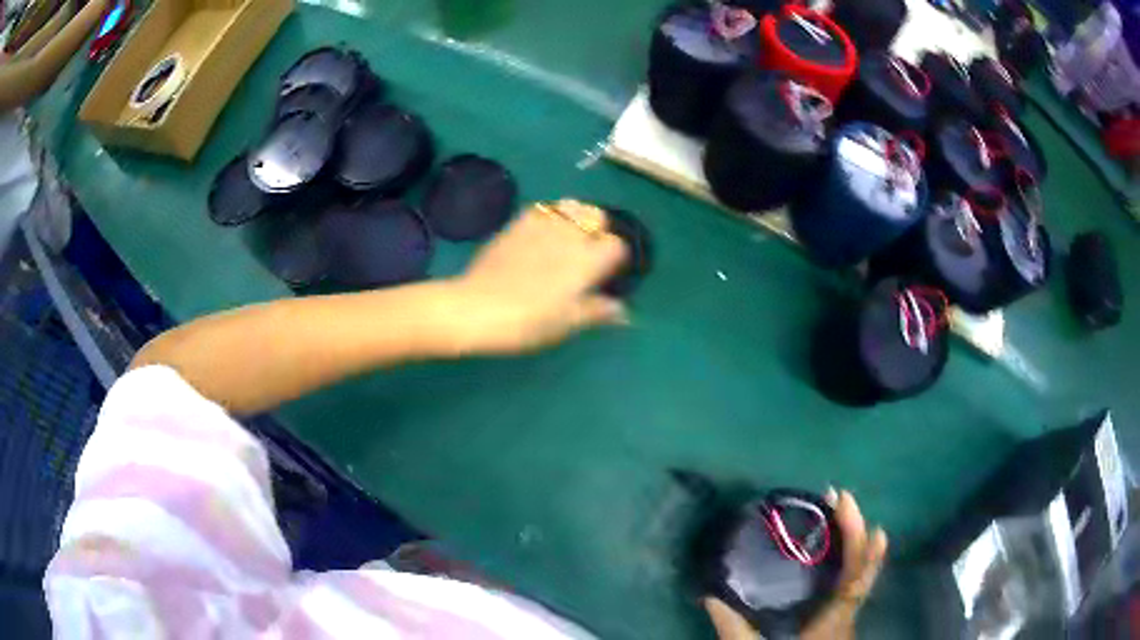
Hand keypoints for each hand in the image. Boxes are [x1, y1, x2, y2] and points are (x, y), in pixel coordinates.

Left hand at [440, 200, 629, 355]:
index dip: (615, 258)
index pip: (617, 245)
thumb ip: (597, 311)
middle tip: (587, 253)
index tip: (606, 273)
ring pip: (572, 205)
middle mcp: (571, 235)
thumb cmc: (528, 322)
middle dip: (598, 230)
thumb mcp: (567, 323)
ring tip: (566, 237)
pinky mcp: (518, 222)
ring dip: (575, 217)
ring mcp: (543, 224)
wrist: (477, 308)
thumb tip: (623, 311)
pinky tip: (540, 233)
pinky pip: (543, 208)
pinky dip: (549, 215)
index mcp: (589, 261)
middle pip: (597, 215)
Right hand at [704, 490, 888, 639]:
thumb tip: (711, 597)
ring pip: (858, 569)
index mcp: (833, 617)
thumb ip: (734, 628)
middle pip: (862, 567)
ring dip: (853, 538)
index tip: (875, 527)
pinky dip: (848, 553)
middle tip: (839, 498)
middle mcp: (846, 609)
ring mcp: (845, 609)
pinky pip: (850, 575)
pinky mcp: (838, 611)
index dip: (870, 557)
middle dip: (855, 531)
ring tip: (837, 510)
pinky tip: (834, 542)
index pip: (857, 584)